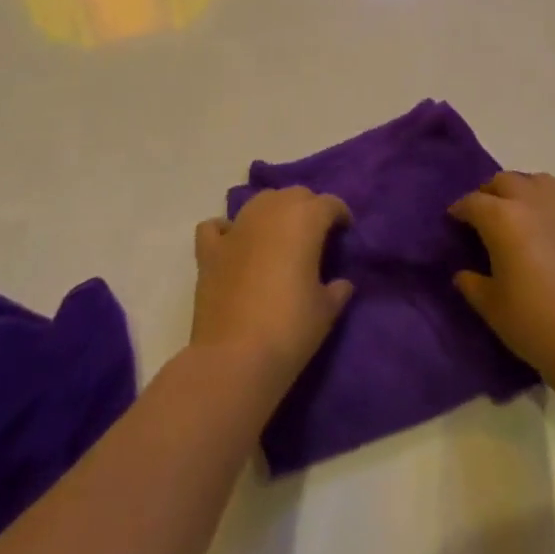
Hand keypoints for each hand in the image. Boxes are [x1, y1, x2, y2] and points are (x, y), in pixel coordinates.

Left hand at [191, 187, 354, 396]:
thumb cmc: (290, 329)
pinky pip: (217, 227)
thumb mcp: (326, 311)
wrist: (235, 358)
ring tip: (281, 237)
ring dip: (274, 211)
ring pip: (260, 201)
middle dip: (309, 208)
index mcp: (304, 220)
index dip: (340, 214)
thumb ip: (337, 289)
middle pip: (295, 194)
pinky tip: (234, 242)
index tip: (345, 233)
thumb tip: (341, 282)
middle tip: (316, 236)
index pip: (329, 203)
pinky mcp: (209, 251)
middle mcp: (270, 212)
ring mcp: (236, 228)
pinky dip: (227, 229)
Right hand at [449, 172, 554, 384]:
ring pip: (540, 182)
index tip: (455, 219)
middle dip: (490, 193)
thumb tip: (464, 273)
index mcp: (504, 219)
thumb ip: (472, 283)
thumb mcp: (491, 307)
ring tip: (519, 213)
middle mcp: (535, 204)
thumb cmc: (535, 326)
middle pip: (505, 181)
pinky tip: (552, 239)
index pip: (473, 202)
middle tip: (485, 215)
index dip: (460, 209)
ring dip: (523, 190)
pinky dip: (552, 213)